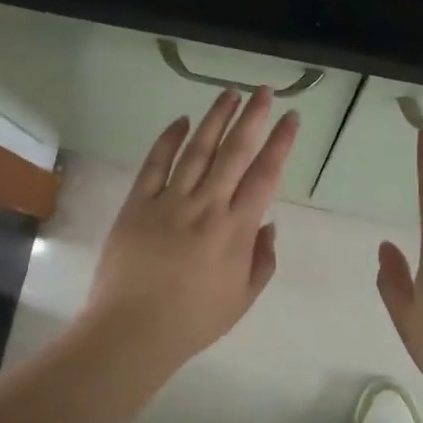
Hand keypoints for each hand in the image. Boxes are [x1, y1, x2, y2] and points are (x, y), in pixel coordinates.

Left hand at [81, 87, 298, 370]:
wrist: (133, 330)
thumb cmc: (193, 321)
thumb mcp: (242, 298)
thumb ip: (262, 259)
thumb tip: (268, 224)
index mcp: (236, 229)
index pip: (265, 175)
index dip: (280, 143)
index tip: (290, 118)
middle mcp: (207, 206)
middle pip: (235, 152)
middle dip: (253, 118)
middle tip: (264, 91)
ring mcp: (170, 201)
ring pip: (198, 149)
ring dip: (215, 119)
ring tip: (229, 94)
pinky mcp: (138, 203)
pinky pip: (155, 163)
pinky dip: (168, 139)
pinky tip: (181, 121)